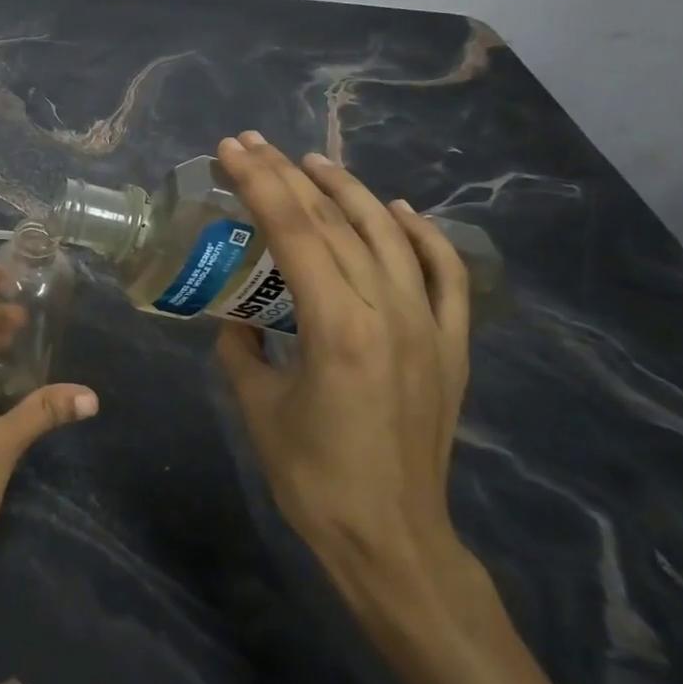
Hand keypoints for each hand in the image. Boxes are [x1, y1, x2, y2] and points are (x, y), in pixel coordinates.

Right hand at [213, 132, 472, 593]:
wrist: (393, 539)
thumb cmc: (312, 476)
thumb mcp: (256, 405)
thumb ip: (241, 349)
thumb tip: (238, 320)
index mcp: (337, 327)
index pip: (295, 232)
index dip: (260, 183)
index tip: (231, 150)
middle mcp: (389, 313)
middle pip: (338, 223)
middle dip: (291, 176)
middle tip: (254, 144)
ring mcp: (429, 327)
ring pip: (391, 236)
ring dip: (350, 192)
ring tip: (313, 163)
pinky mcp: (451, 347)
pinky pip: (444, 275)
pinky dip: (424, 235)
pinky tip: (399, 211)